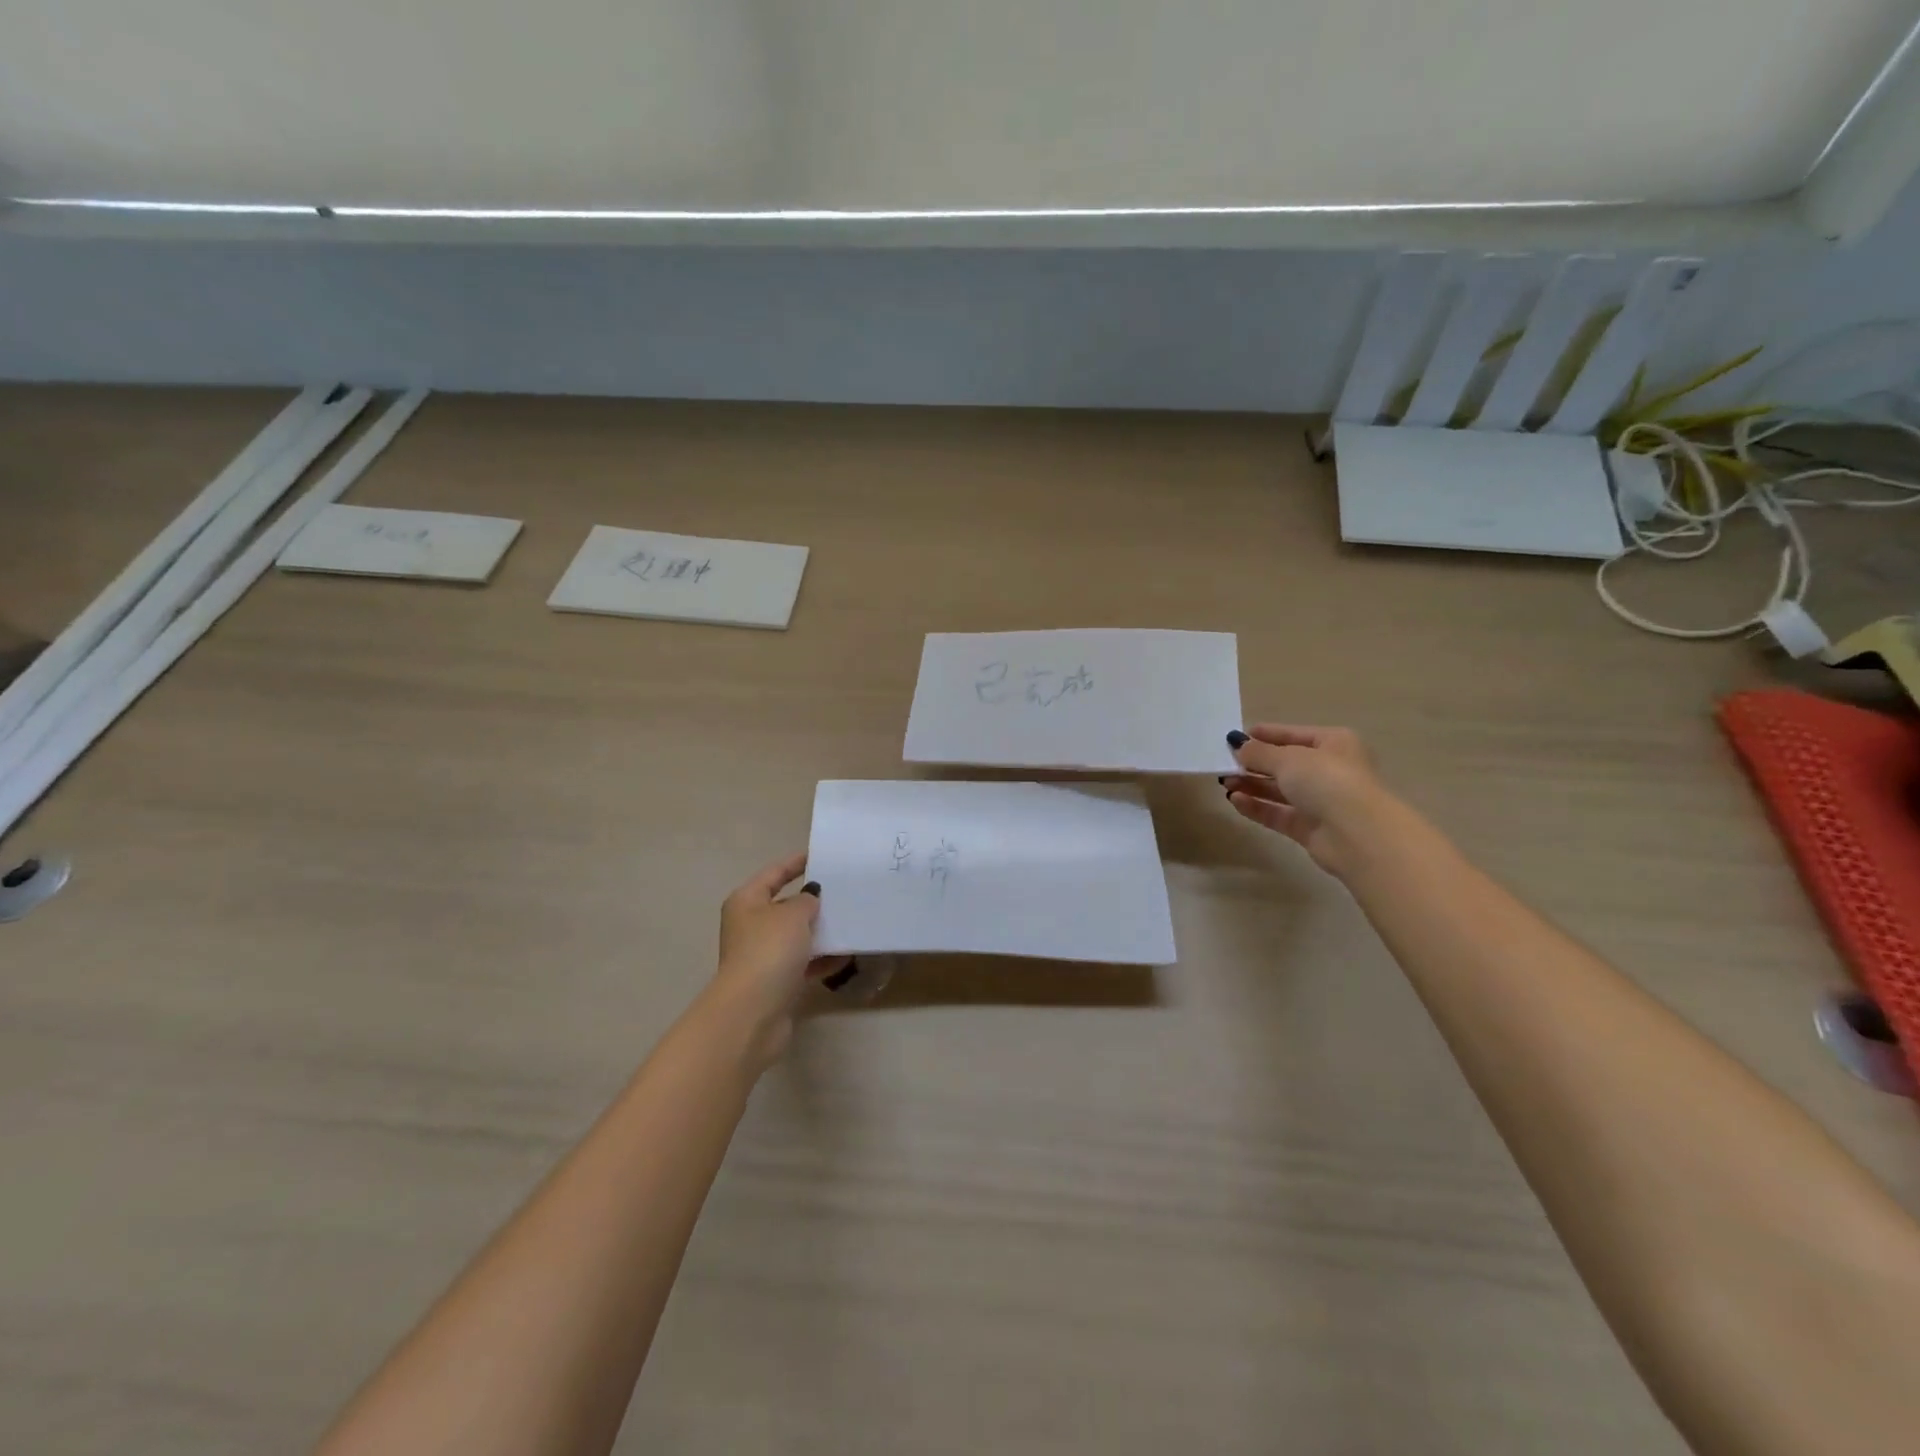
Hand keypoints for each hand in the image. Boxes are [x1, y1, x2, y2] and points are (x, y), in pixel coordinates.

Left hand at [707, 852, 849, 1069]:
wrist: (754, 1011)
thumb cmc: (769, 950)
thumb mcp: (793, 914)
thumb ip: (807, 899)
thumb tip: (811, 897)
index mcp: (747, 901)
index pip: (774, 873)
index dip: (796, 862)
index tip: (821, 855)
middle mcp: (751, 926)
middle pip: (785, 905)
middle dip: (813, 899)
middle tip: (844, 890)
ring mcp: (762, 955)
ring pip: (796, 936)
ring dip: (820, 930)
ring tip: (851, 920)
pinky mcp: (776, 981)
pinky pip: (804, 962)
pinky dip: (822, 958)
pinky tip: (847, 954)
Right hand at [1222, 724, 1391, 877]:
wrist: (1358, 834)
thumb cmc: (1327, 780)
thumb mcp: (1288, 758)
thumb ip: (1258, 752)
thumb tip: (1237, 744)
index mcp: (1334, 743)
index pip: (1293, 735)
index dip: (1265, 735)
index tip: (1235, 738)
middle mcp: (1329, 770)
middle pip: (1285, 764)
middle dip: (1254, 763)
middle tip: (1224, 763)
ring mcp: (1321, 801)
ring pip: (1280, 790)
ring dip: (1252, 785)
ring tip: (1225, 782)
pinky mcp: (1310, 828)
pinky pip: (1278, 813)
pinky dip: (1257, 806)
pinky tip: (1235, 801)